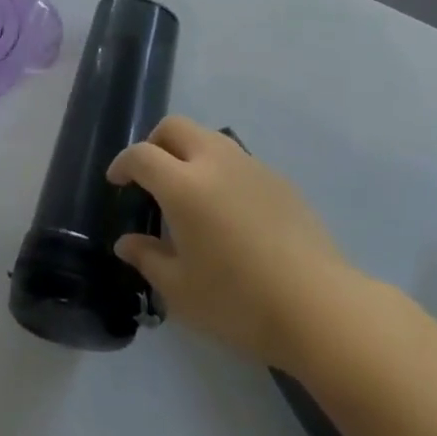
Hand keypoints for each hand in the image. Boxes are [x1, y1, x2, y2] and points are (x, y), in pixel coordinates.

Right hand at [108, 117, 358, 366]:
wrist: (319, 308)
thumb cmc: (240, 303)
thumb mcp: (182, 292)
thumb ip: (148, 260)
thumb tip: (126, 242)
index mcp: (184, 185)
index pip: (142, 155)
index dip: (123, 163)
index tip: (117, 180)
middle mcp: (214, 161)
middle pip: (175, 127)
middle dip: (155, 142)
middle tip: (149, 175)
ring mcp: (249, 165)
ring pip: (208, 137)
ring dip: (189, 151)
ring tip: (188, 190)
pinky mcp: (277, 178)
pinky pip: (236, 159)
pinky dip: (219, 169)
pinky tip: (227, 209)